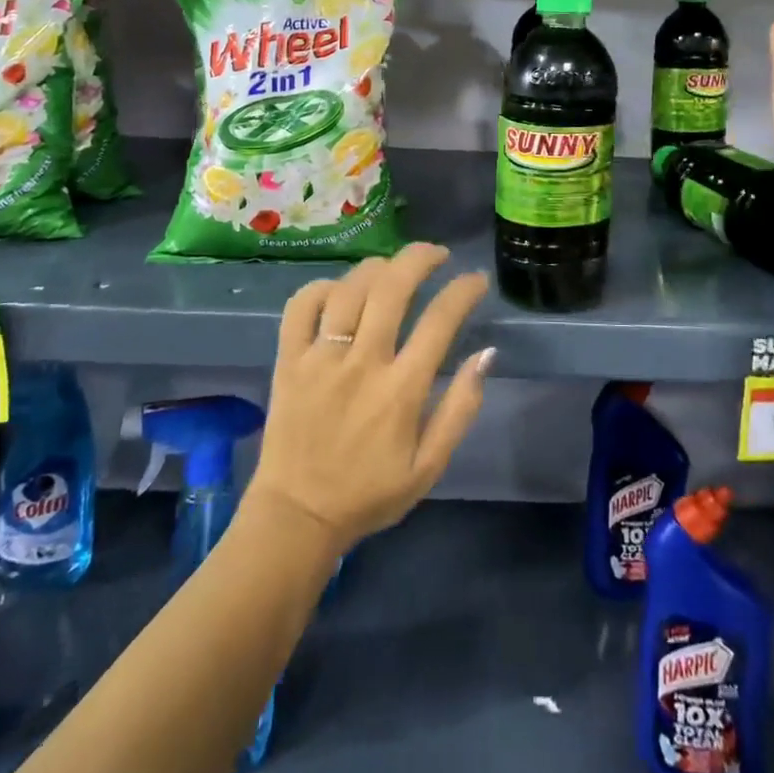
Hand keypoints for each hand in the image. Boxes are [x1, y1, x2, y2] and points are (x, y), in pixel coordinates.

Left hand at [246, 244, 492, 555]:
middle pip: (392, 288)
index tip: (476, 279)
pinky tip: (338, 290)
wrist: (296, 518)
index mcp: (400, 391)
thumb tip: (485, 355)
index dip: (463, 291)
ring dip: (377, 268)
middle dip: (420, 258)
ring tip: (393, 268)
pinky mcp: (288, 361)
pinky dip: (321, 287)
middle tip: (437, 254)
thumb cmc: (369, 493)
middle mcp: (361, 364)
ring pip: (349, 289)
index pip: (440, 321)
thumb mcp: (429, 467)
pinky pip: (300, 307)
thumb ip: (460, 409)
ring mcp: (320, 359)